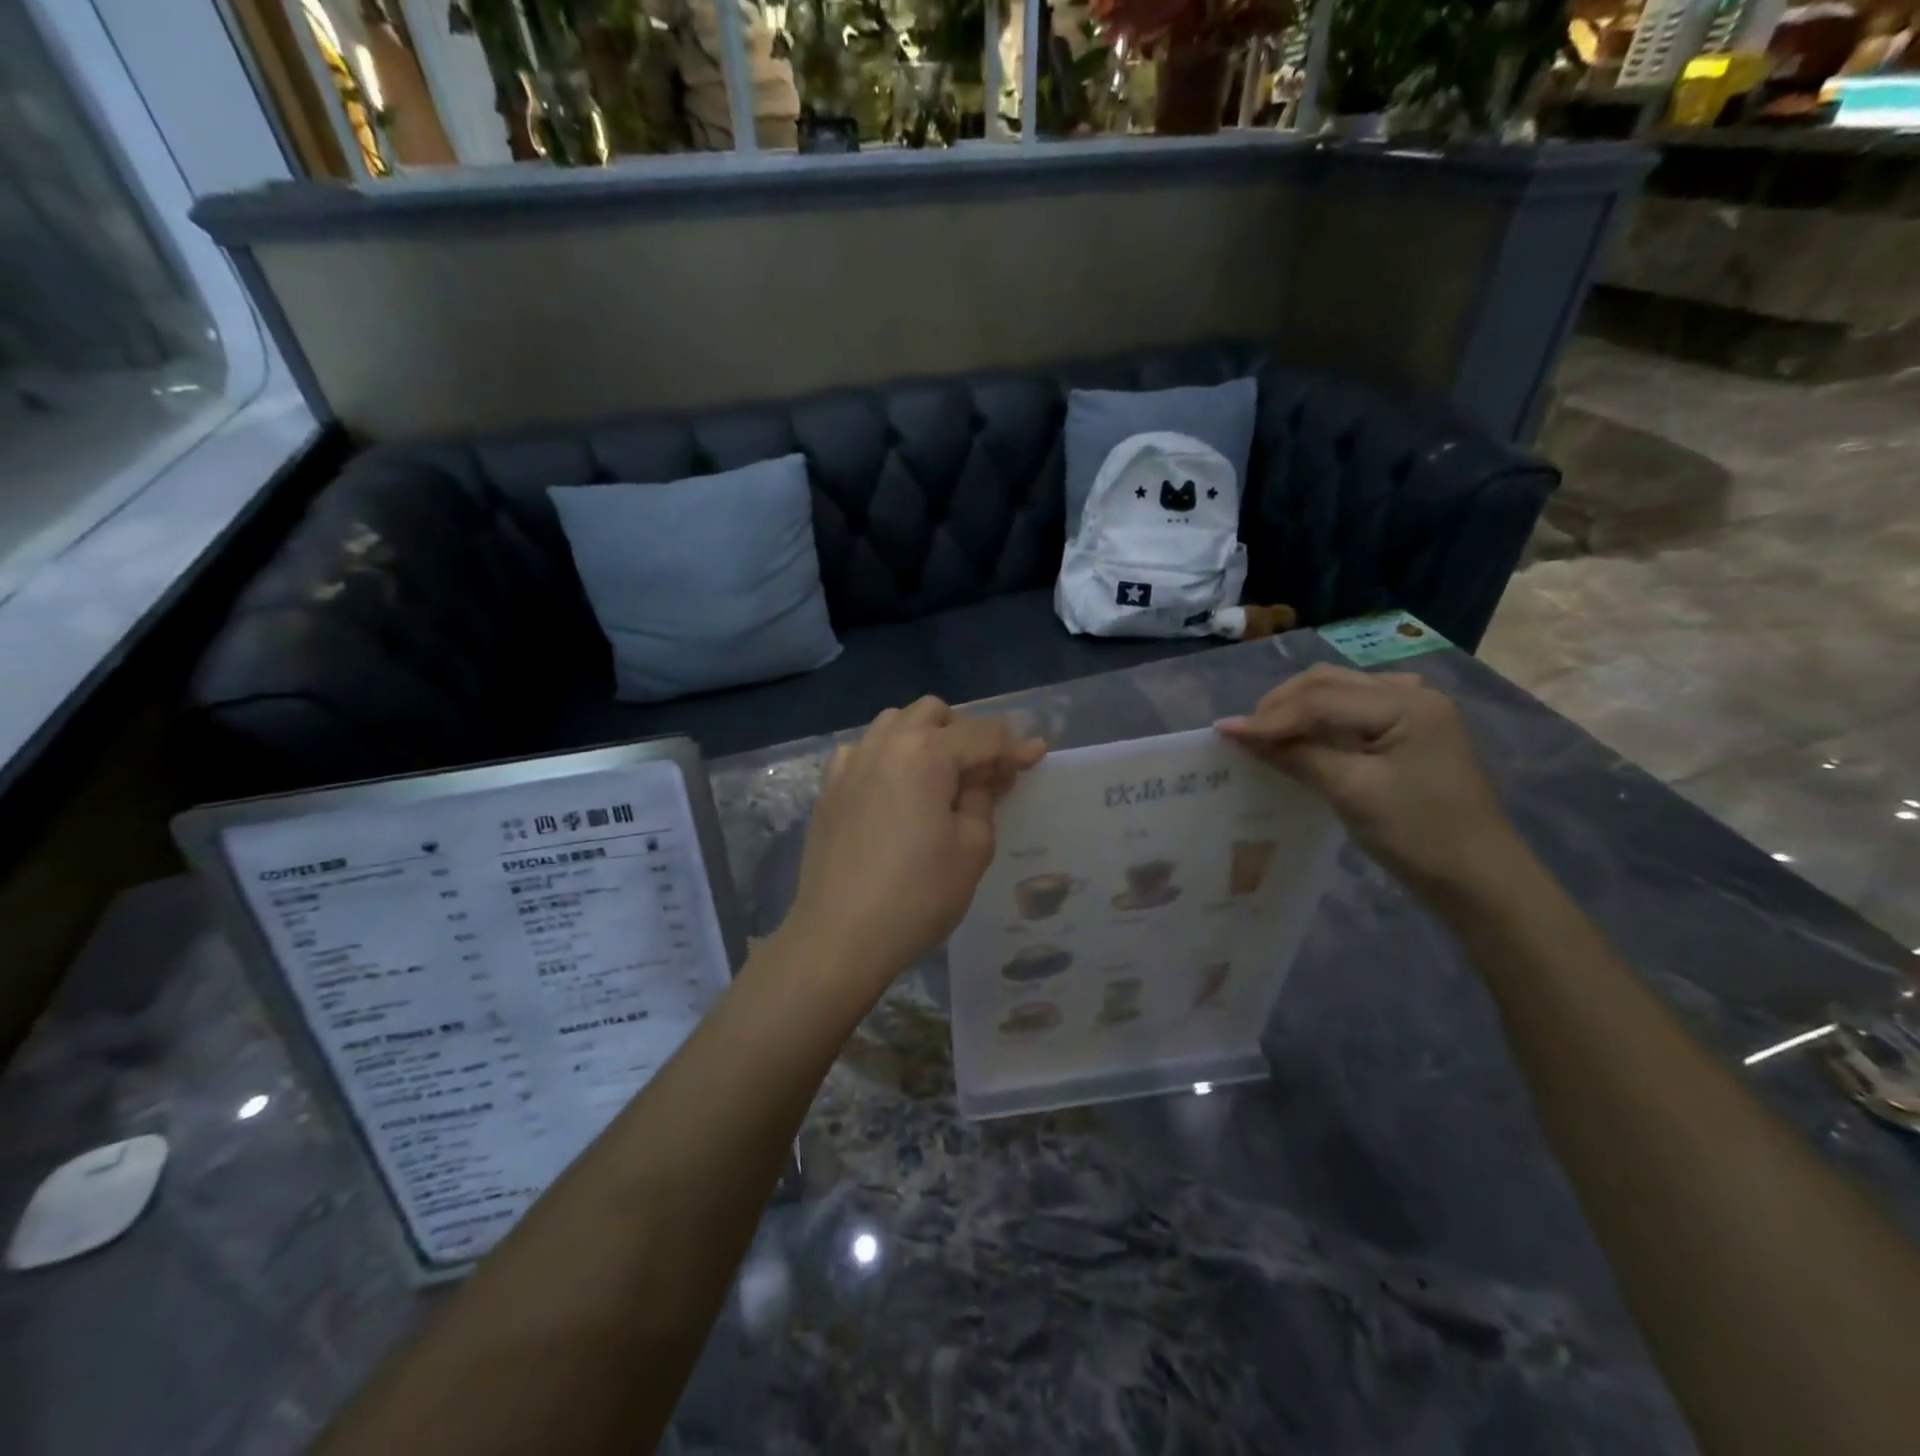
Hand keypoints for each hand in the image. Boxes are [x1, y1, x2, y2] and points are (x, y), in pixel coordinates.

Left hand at [780, 697, 1046, 995]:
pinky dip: (887, 755)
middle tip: (984, 774)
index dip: (1015, 747)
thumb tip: (991, 772)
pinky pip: (864, 749)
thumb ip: (985, 797)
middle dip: (967, 733)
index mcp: (926, 753)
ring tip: (939, 778)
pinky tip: (894, 788)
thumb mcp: (972, 848)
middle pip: (935, 713)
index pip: (983, 734)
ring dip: (925, 737)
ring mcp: (851, 762)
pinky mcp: (829, 786)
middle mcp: (886, 743)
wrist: (839, 935)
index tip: (1038, 757)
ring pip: (895, 722)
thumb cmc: (918, 895)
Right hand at [1217, 665, 1523, 898]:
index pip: (1320, 699)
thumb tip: (1239, 734)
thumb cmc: (1418, 835)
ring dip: (1296, 709)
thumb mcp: (1352, 792)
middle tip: (1244, 735)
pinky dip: (1318, 719)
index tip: (1222, 733)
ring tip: (1264, 736)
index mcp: (1405, 704)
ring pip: (1336, 692)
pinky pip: (1349, 710)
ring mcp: (1410, 711)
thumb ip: (1297, 756)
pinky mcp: (1406, 731)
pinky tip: (1302, 737)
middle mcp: (1409, 694)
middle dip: (1280, 705)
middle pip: (1327, 683)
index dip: (1269, 717)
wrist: (1477, 879)